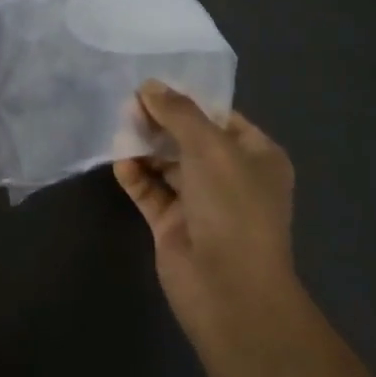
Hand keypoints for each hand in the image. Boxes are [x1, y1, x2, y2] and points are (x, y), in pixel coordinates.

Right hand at [114, 82, 300, 344]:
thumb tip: (149, 85)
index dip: (188, 100)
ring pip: (166, 163)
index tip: (153, 85)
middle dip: (160, 121)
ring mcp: (200, 202)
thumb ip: (178, 112)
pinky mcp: (172, 225)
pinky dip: (135, 175)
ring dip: (144, 145)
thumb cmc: (233, 207)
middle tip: (129, 104)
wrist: (230, 291)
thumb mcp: (210, 147)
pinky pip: (150, 190)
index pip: (219, 117)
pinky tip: (120, 162)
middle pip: (189, 138)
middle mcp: (230, 176)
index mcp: (256, 156)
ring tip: (119, 127)